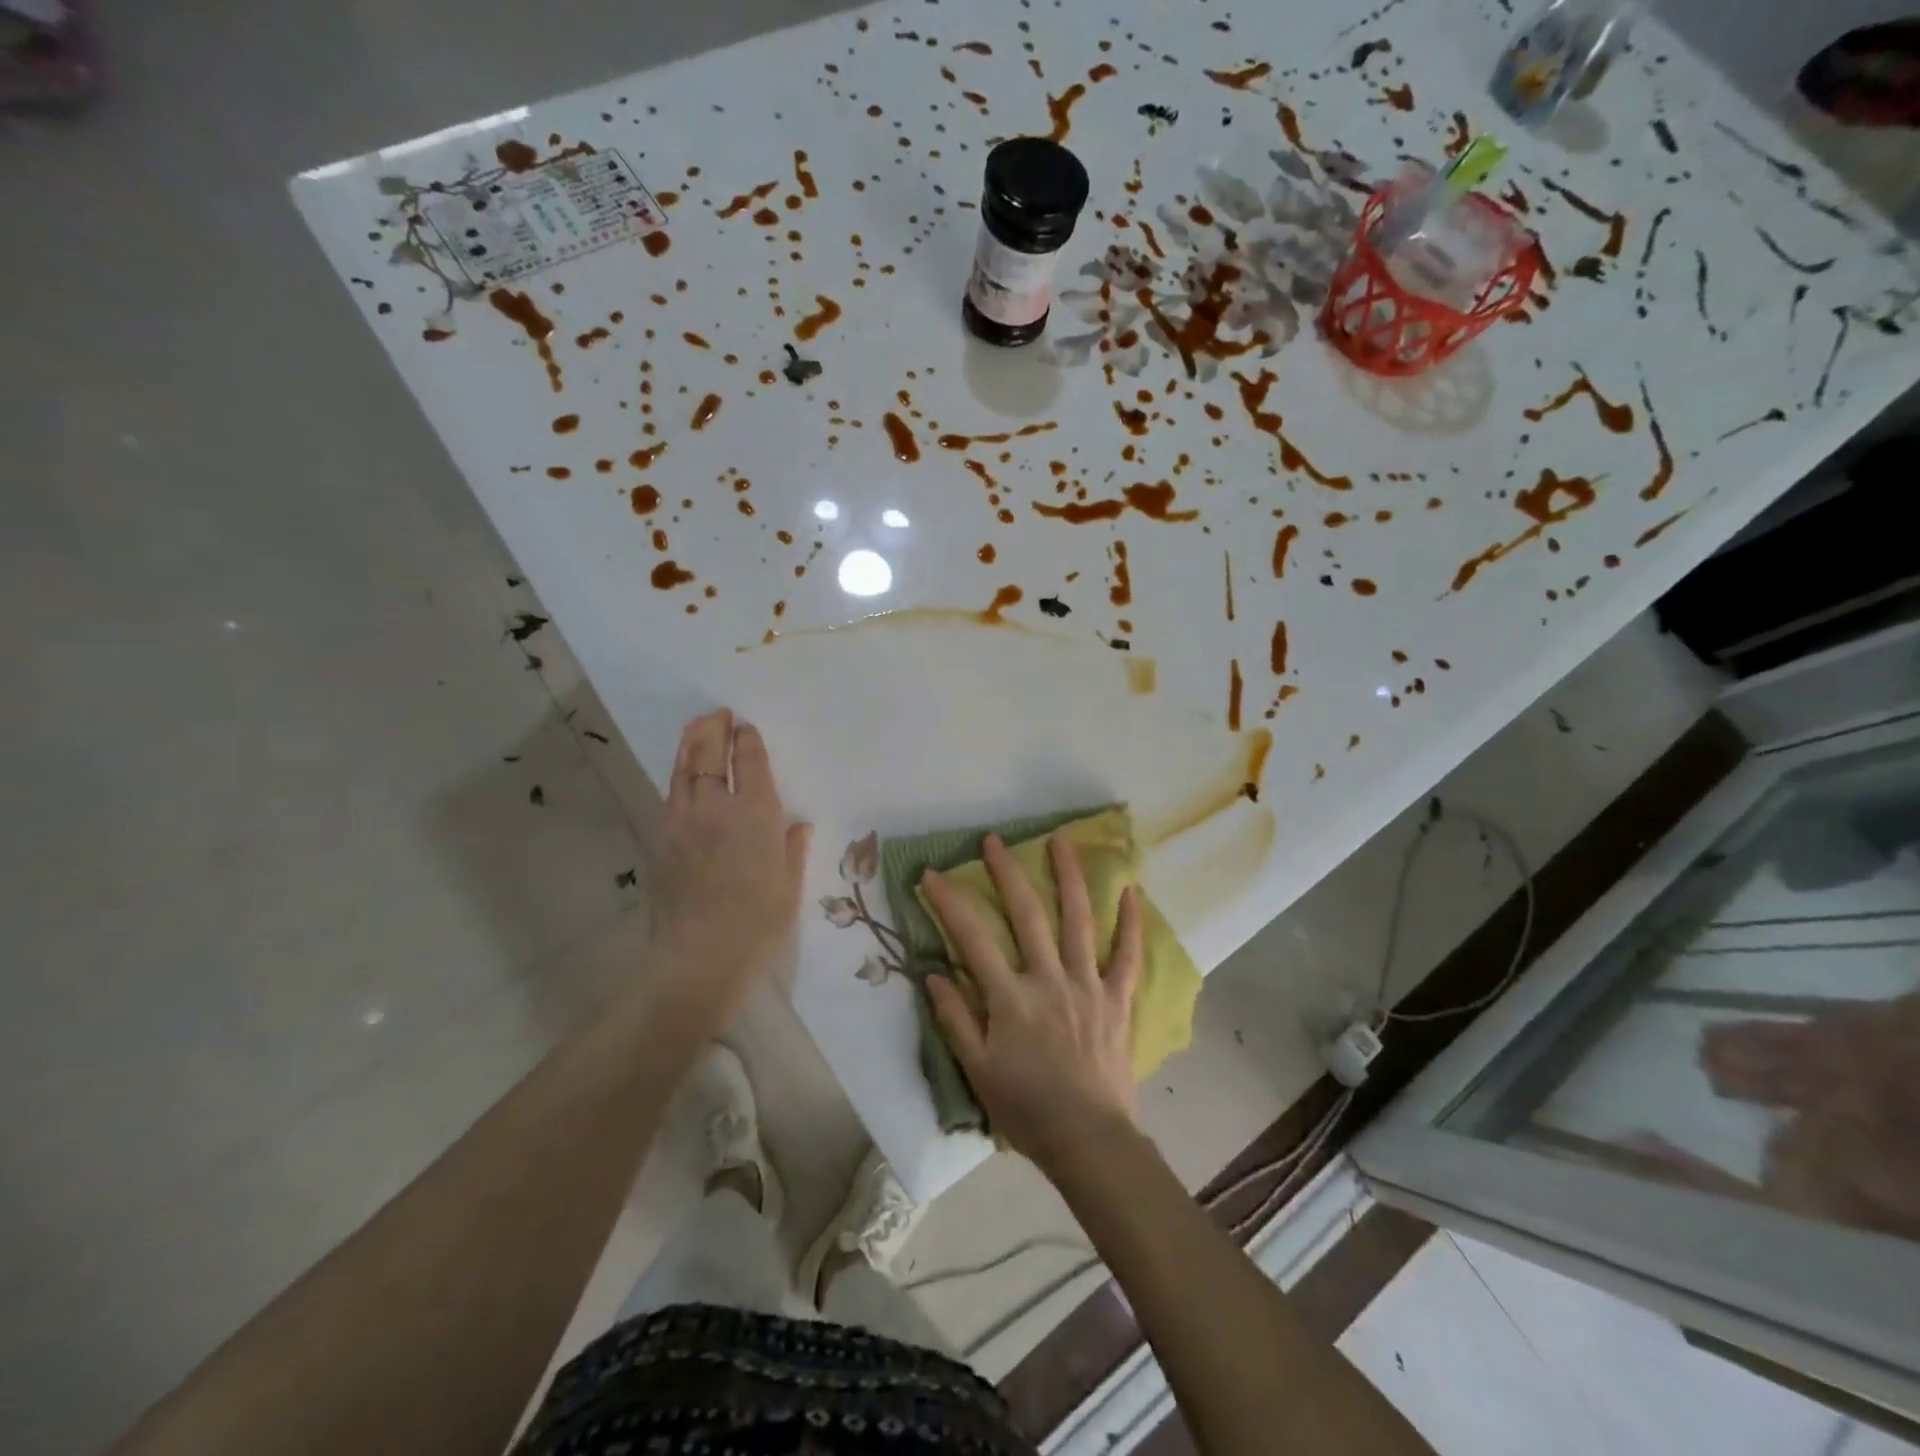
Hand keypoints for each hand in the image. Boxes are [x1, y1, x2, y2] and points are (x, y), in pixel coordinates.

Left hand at [646, 709, 809, 1016]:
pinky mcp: (662, 843)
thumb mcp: (789, 888)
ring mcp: (683, 824)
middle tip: (717, 714)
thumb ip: (792, 851)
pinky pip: (670, 797)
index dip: (747, 742)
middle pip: (708, 757)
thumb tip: (797, 827)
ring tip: (695, 729)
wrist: (698, 958)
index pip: (749, 764)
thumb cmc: (757, 925)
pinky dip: (677, 777)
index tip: (746, 727)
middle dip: (713, 731)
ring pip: (683, 772)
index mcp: (755, 815)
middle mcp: (716, 809)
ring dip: (689, 746)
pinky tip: (681, 776)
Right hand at [920, 833, 1143, 1170]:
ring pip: (1078, 920)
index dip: (949, 903)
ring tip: (1061, 840)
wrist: (1090, 1141)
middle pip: (1027, 915)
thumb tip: (933, 973)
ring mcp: (1088, 985)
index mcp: (1010, 999)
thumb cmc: (1028, 1109)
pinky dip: (1130, 923)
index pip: (972, 939)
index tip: (932, 875)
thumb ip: (955, 1020)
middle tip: (994, 841)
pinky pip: (1127, 955)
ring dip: (1068, 877)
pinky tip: (1132, 891)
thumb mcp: (978, 1071)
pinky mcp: (1117, 999)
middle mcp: (1049, 980)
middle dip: (1007, 873)